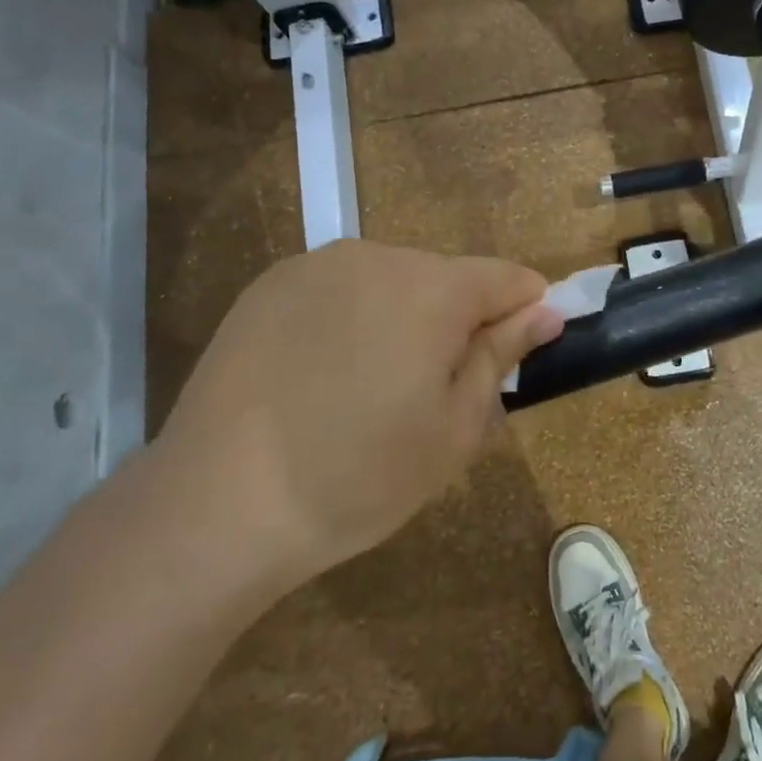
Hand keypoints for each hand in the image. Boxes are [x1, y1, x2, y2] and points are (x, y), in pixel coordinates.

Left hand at [149, 240, 561, 593]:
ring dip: (403, 319)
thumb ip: (501, 357)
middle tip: (434, 394)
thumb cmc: (357, 478)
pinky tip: (322, 376)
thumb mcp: (453, 431)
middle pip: (446, 278)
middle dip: (458, 322)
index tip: (519, 356)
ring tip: (371, 389)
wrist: (217, 504)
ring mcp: (314, 265)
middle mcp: (375, 256)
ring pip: (391, 281)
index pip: (507, 278)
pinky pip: (339, 289)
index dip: (525, 313)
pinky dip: (352, 319)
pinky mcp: (268, 284)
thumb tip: (544, 311)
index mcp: (431, 289)